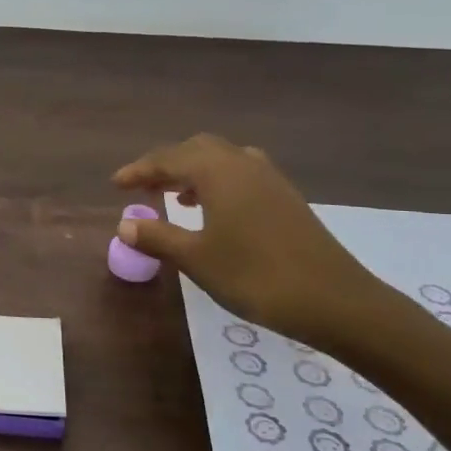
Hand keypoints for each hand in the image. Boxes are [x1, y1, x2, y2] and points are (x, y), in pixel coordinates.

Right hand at [113, 134, 386, 347]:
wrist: (336, 301)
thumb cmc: (256, 276)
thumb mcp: (196, 259)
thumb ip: (157, 237)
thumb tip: (124, 224)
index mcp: (217, 171)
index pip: (167, 159)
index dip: (138, 171)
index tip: (115, 184)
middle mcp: (243, 164)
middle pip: (197, 149)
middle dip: (166, 164)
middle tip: (144, 187)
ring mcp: (270, 179)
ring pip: (222, 160)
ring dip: (194, 171)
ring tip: (175, 197)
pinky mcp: (287, 198)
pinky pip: (242, 174)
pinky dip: (218, 182)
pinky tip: (214, 211)